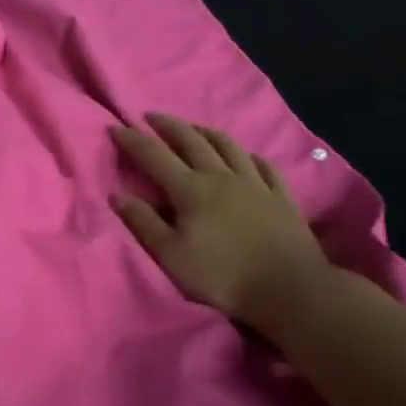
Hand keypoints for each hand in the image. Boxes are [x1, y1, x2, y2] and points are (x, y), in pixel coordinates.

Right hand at [110, 113, 336, 334]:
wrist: (290, 288)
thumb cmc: (223, 276)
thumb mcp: (172, 256)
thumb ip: (144, 223)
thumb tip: (117, 195)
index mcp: (191, 189)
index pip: (154, 156)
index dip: (133, 140)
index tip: (116, 127)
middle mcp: (221, 176)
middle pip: (191, 140)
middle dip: (168, 125)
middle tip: (151, 116)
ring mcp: (254, 183)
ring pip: (228, 146)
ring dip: (206, 132)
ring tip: (194, 128)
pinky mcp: (281, 196)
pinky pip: (264, 166)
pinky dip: (250, 156)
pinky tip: (247, 156)